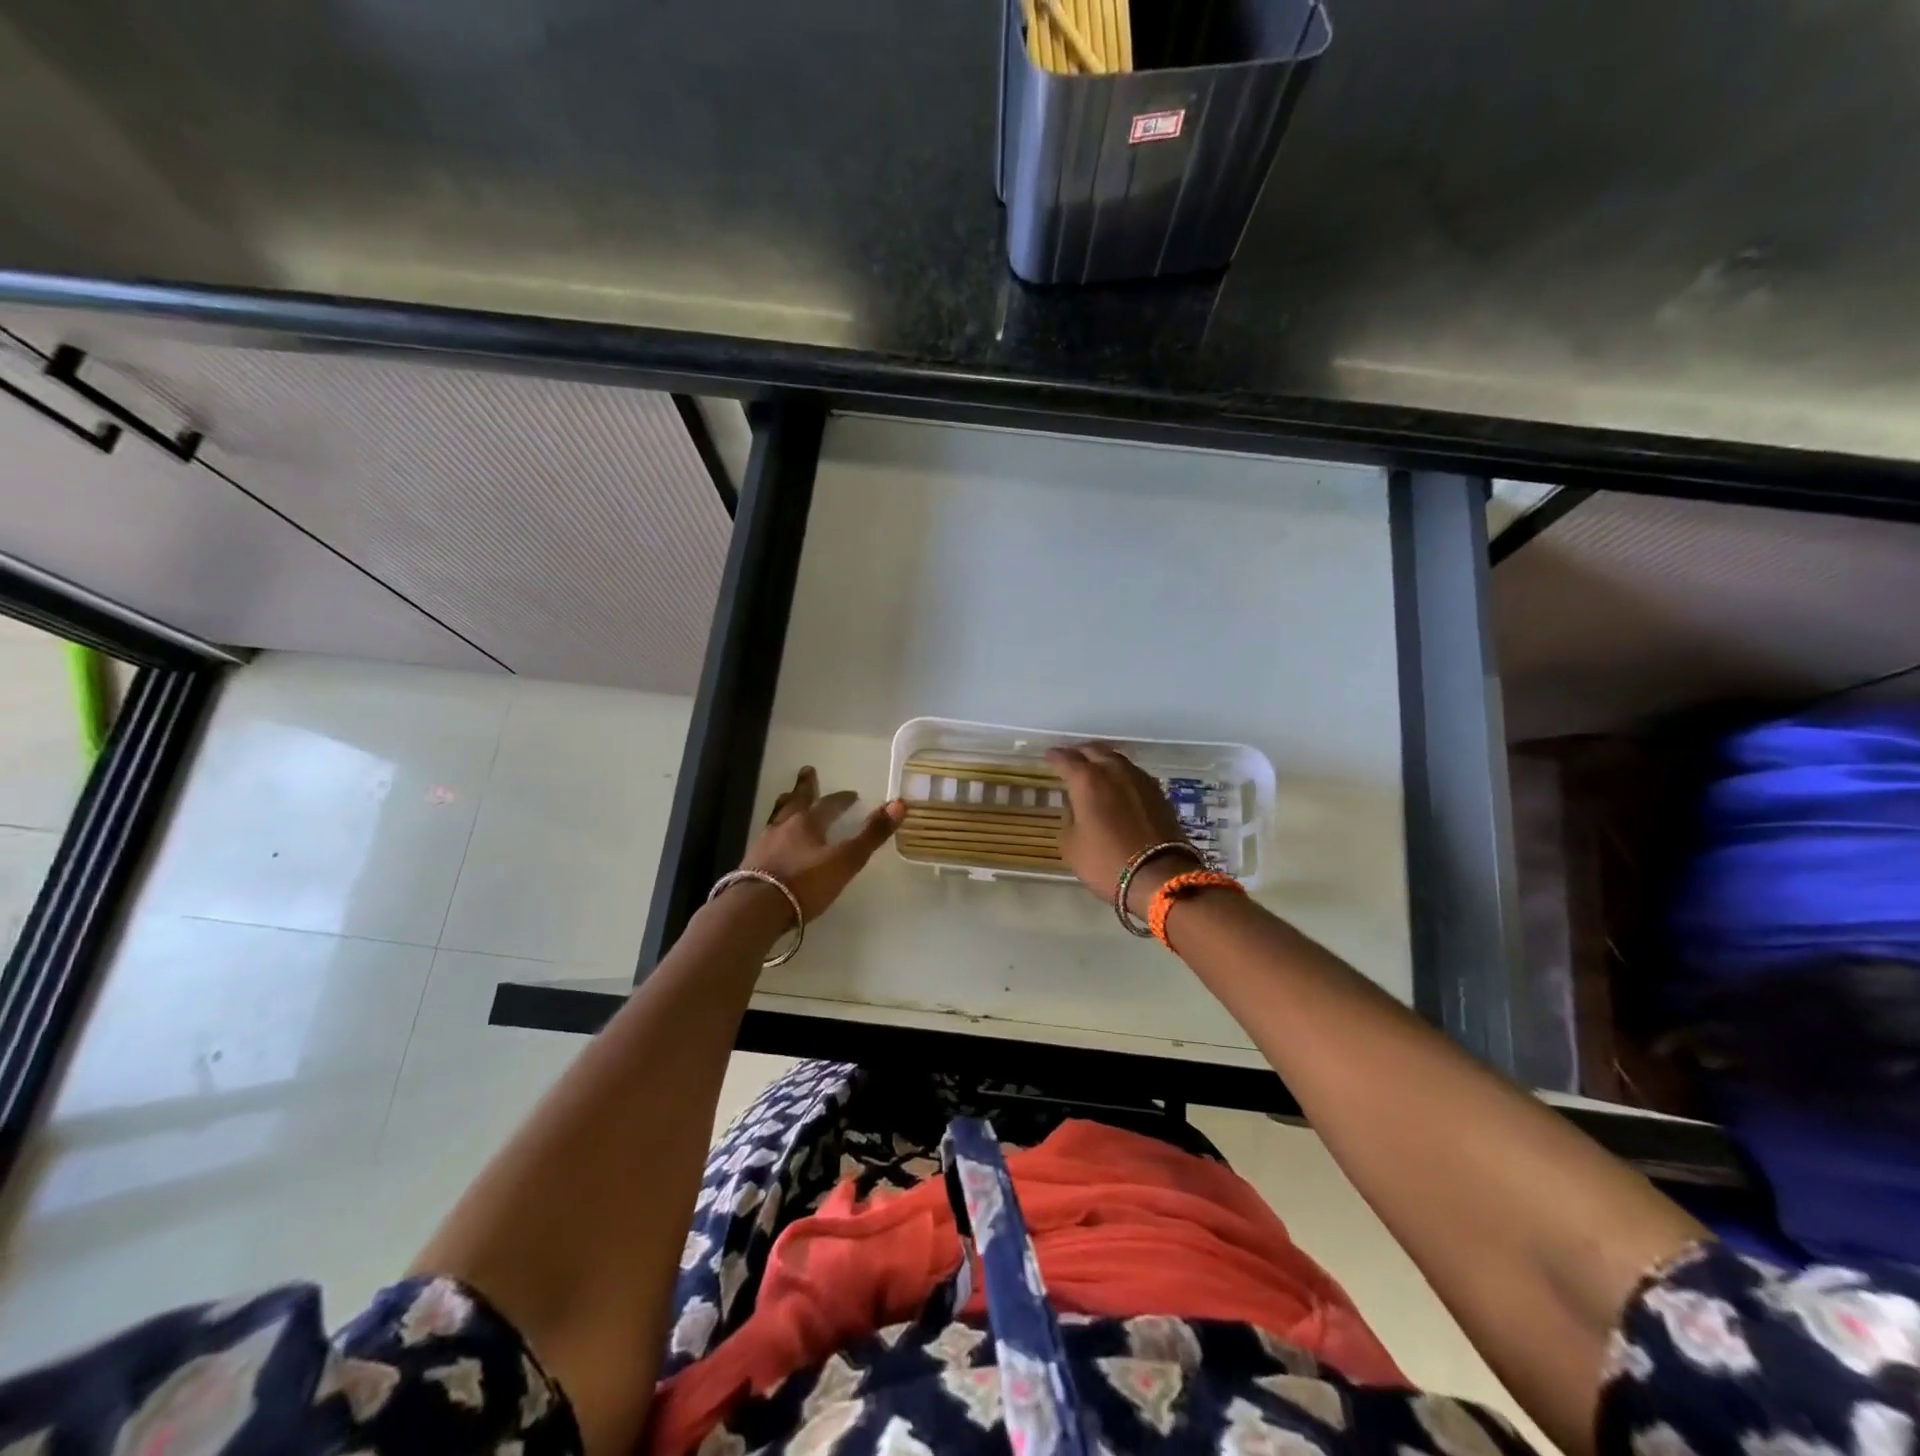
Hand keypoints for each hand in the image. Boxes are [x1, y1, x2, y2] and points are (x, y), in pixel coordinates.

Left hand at [731, 767, 904, 923]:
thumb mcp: (845, 861)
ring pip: (778, 817)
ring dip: (786, 806)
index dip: (842, 799)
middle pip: (796, 801)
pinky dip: (775, 832)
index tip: (851, 794)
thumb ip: (871, 835)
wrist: (755, 910)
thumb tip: (898, 804)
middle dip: (804, 787)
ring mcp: (764, 844)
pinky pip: (767, 838)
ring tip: (787, 799)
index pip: (829, 805)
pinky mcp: (751, 864)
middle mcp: (784, 827)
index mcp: (808, 823)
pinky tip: (774, 841)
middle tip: (807, 771)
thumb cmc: (804, 883)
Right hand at [1046, 744, 1198, 915]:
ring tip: (1094, 767)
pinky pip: (1133, 773)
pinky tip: (1118, 783)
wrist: (1158, 876)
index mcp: (1087, 780)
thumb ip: (1069, 819)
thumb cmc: (1106, 861)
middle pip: (1094, 751)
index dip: (1055, 756)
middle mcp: (1113, 771)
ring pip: (1116, 759)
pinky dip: (1120, 773)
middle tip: (1070, 758)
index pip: (1066, 759)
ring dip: (1102, 759)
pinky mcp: (1158, 792)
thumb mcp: (1071, 845)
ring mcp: (1139, 779)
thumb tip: (1076, 808)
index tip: (1049, 755)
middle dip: (1080, 752)